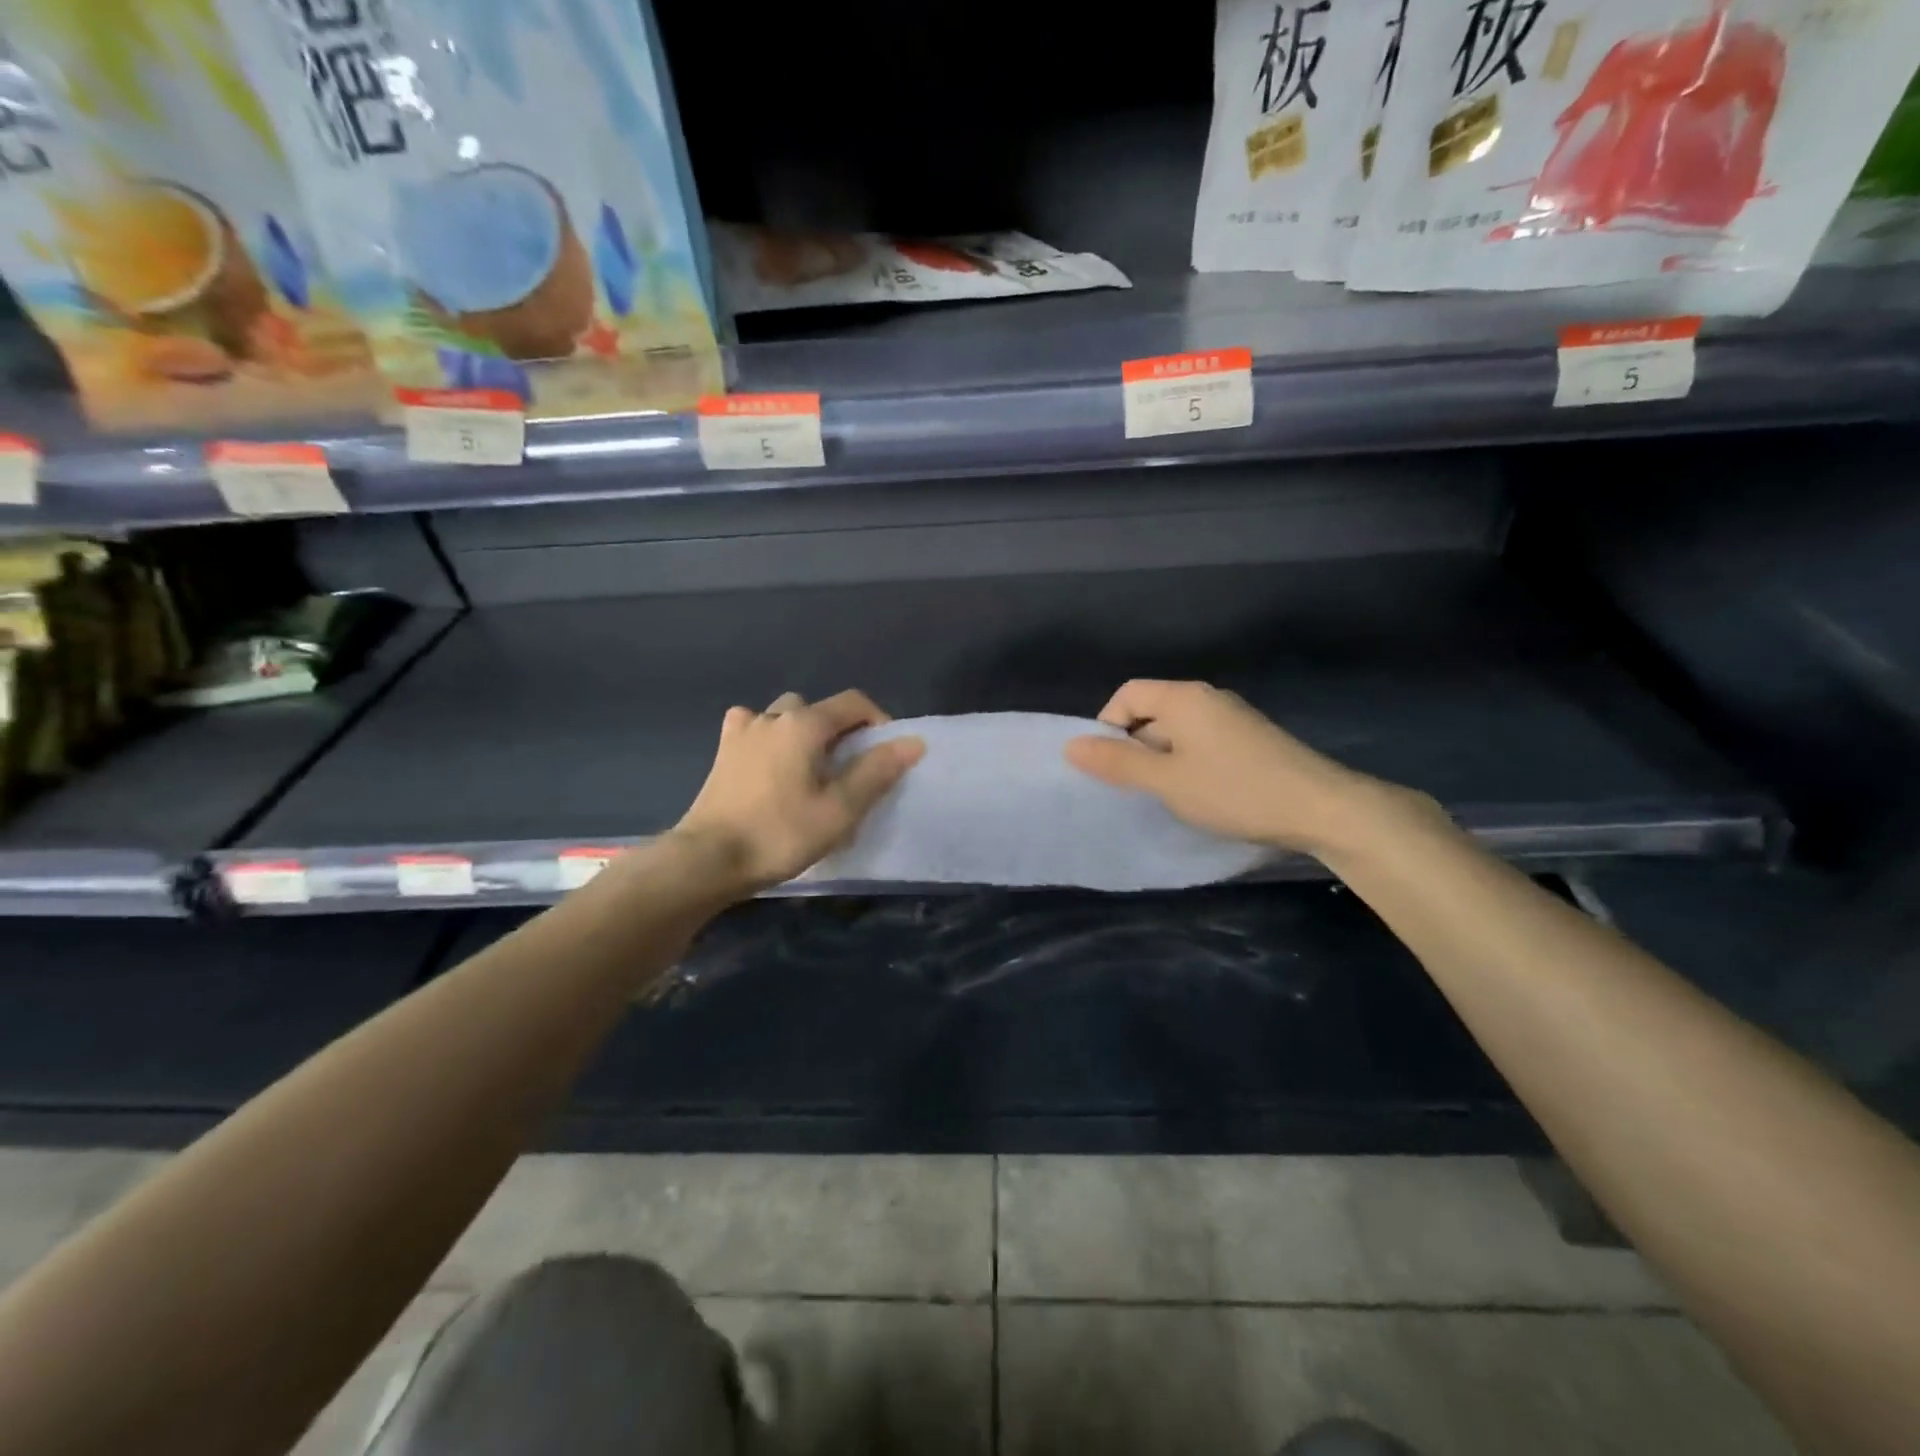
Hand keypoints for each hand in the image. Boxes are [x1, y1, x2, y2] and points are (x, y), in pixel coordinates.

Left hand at [674, 690, 924, 890]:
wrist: (708, 859)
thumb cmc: (780, 834)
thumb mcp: (840, 809)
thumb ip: (877, 771)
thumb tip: (912, 741)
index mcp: (804, 723)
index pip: (853, 703)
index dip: (878, 721)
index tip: (885, 756)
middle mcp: (772, 716)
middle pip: (818, 708)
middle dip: (840, 731)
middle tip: (847, 769)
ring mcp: (742, 731)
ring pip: (784, 716)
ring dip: (803, 733)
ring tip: (809, 769)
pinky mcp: (723, 753)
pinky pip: (754, 730)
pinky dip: (770, 739)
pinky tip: (771, 765)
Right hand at [1064, 679, 1426, 854]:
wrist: (1321, 808)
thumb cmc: (1234, 790)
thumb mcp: (1166, 780)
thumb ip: (1117, 762)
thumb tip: (1070, 745)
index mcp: (1183, 697)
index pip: (1127, 694)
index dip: (1108, 726)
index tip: (1109, 766)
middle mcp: (1207, 697)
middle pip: (1151, 710)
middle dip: (1135, 746)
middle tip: (1137, 787)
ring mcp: (1233, 717)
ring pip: (1178, 731)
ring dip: (1162, 759)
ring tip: (1168, 795)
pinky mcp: (1251, 739)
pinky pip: (1203, 742)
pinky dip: (1189, 763)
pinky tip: (1201, 794)